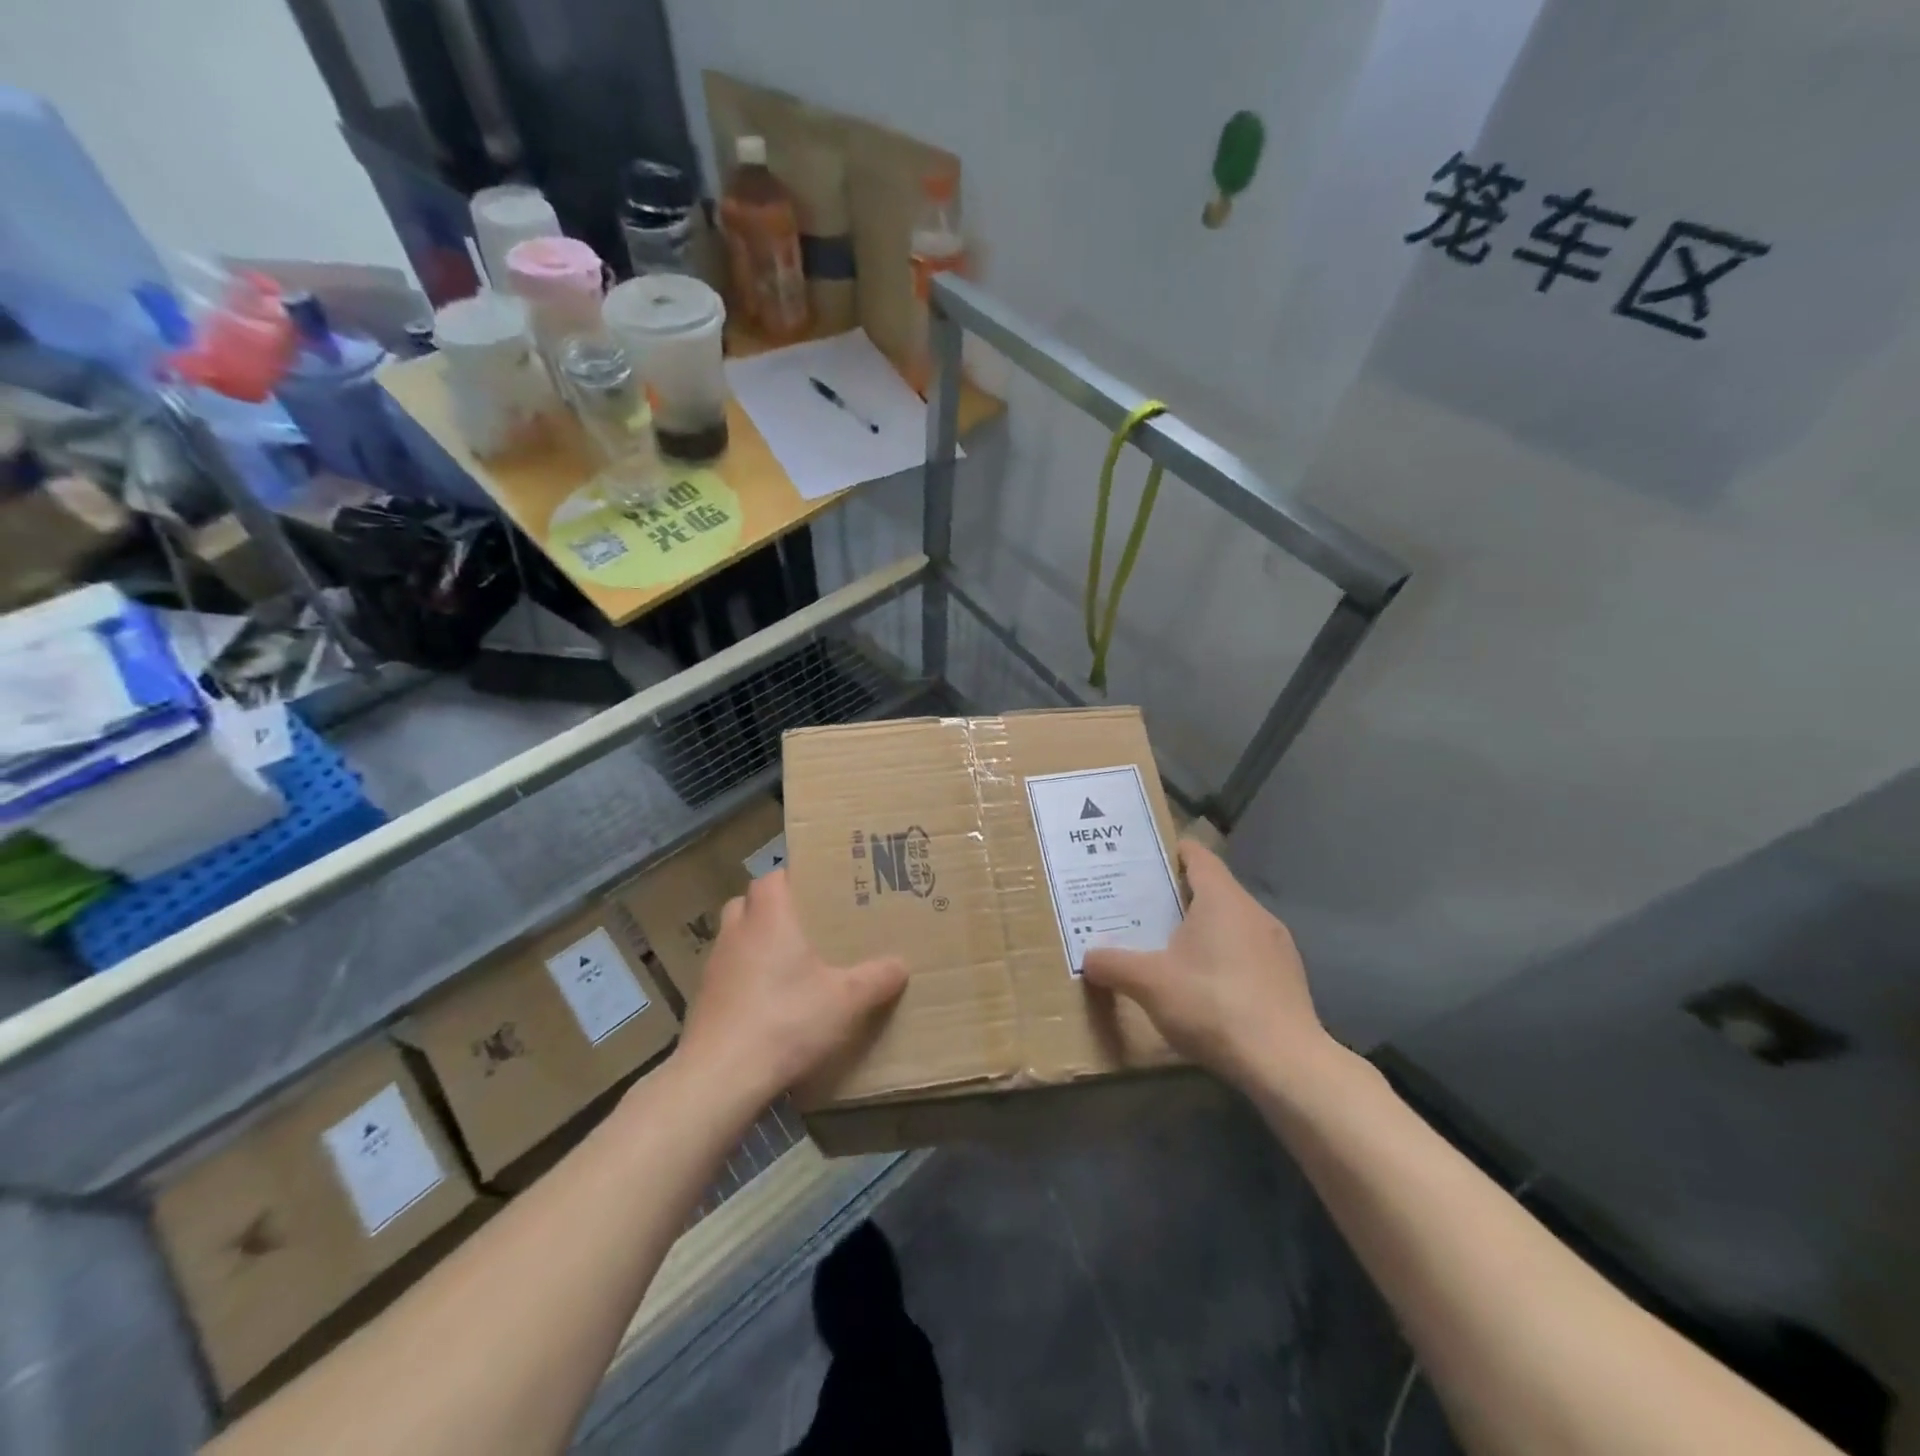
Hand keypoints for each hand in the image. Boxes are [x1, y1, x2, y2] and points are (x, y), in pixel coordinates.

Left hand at [675, 868, 907, 1110]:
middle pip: (747, 903)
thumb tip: (900, 965)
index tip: (816, 888)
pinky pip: (727, 974)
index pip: (771, 877)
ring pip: (734, 939)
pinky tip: (767, 1004)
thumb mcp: (845, 1001)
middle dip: (772, 909)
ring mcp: (713, 967)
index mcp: (768, 919)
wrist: (720, 1077)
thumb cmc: (786, 1021)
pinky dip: (744, 979)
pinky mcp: (703, 1001)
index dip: (791, 877)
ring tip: (787, 966)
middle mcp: (736, 933)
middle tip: (805, 925)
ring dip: (755, 944)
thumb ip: (876, 979)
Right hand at [1082, 841, 1330, 1089]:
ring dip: (1202, 929)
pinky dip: (1224, 957)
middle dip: (1178, 895)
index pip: (1197, 855)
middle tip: (1141, 908)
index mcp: (1222, 898)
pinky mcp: (1288, 977)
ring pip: (1231, 922)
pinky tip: (1205, 986)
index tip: (1143, 861)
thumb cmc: (1213, 1005)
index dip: (1170, 852)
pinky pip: (1248, 951)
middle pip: (1212, 888)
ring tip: (1168, 947)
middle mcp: (1254, 911)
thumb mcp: (1149, 984)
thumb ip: (1113, 964)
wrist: (1285, 1064)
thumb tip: (1088, 958)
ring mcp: (1277, 945)